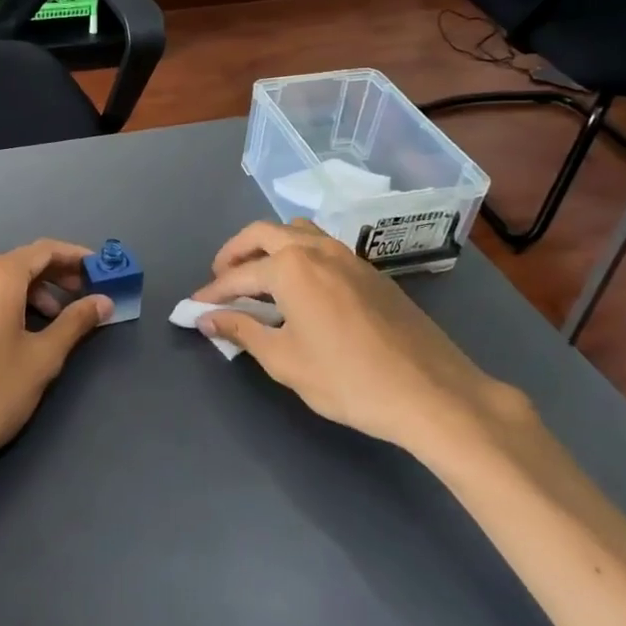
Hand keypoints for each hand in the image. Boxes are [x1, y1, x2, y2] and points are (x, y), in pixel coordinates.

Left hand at [0, 239, 111, 487]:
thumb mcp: (43, 358)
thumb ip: (75, 323)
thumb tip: (103, 301)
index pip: (43, 250)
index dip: (75, 256)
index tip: (100, 270)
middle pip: (19, 263)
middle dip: (54, 275)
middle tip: (82, 296)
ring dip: (30, 292)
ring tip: (52, 322)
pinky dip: (5, 305)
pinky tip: (16, 336)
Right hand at [192, 220, 533, 464]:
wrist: (431, 392)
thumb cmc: (348, 379)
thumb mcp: (285, 361)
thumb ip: (243, 332)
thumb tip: (209, 318)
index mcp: (290, 267)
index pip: (238, 275)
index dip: (213, 292)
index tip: (194, 307)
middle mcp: (316, 249)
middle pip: (263, 234)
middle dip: (235, 253)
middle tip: (221, 280)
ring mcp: (347, 256)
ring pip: (296, 232)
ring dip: (269, 246)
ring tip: (258, 277)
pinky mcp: (370, 271)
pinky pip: (321, 247)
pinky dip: (298, 255)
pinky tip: (300, 288)